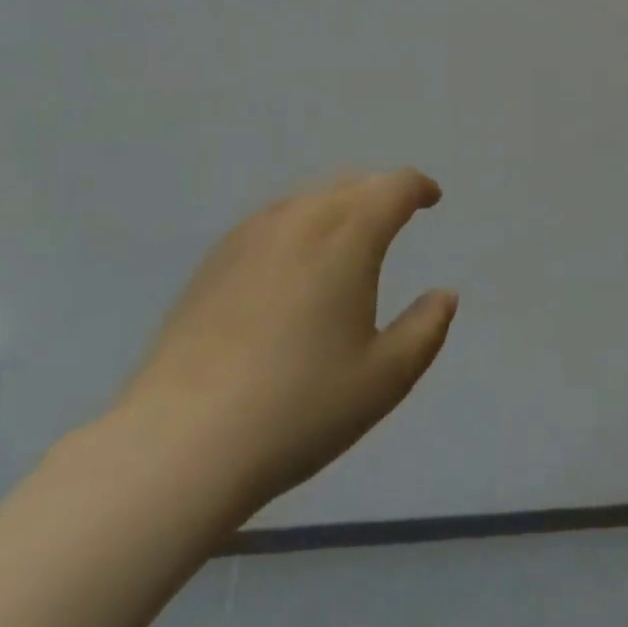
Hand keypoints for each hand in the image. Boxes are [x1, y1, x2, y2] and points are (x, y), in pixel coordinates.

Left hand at [114, 169, 457, 522]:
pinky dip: (300, 224)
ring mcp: (251, 236)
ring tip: (348, 236)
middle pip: (351, 184)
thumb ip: (426, 329)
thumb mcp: (385, 378)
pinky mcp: (214, 260)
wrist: (182, 442)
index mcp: (348, 236)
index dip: (418, 187)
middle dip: (380, 193)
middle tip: (395, 217)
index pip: (393, 187)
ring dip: (339, 205)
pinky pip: (273, 220)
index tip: (431, 200)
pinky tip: (293, 261)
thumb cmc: (300, 407)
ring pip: (309, 198)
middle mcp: (301, 219)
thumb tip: (445, 295)